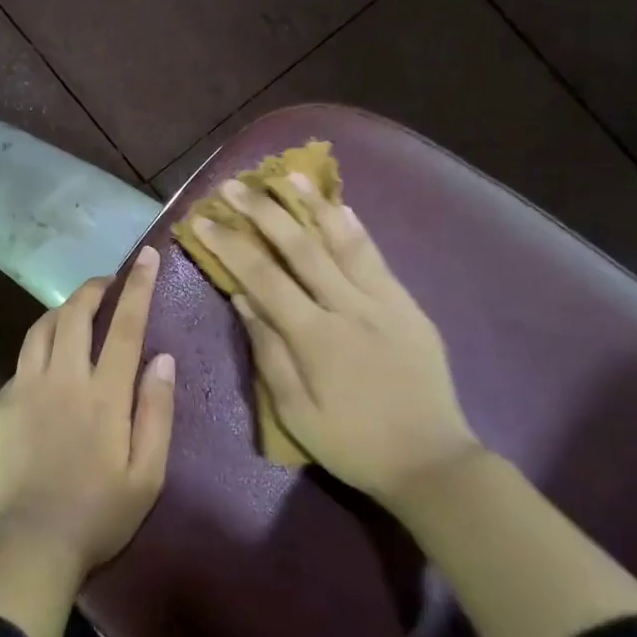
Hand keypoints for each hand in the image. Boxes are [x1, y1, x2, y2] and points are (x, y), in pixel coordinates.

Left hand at [0, 248, 176, 577]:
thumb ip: (156, 411)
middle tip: (108, 284)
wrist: (30, 543)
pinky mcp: (1, 403)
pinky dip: (40, 349)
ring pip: (41, 329)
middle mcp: (62, 378)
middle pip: (75, 314)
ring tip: (77, 313)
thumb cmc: (100, 514)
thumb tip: (162, 358)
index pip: (124, 325)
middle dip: (93, 289)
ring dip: (62, 311)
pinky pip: (22, 361)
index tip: (146, 256)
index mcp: (103, 394)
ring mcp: (25, 387)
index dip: (137, 287)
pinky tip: (48, 365)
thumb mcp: (148, 473)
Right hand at [195, 175, 480, 502]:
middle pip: (300, 247)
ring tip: (289, 174)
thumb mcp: (296, 412)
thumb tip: (243, 299)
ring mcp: (383, 302)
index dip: (230, 244)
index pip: (263, 277)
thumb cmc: (353, 443)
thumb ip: (268, 352)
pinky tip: (341, 207)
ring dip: (312, 205)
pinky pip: (377, 258)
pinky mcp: (408, 306)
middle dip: (263, 212)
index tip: (204, 218)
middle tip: (235, 185)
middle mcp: (348, 307)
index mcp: (315, 336)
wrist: (432, 461)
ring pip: (343, 242)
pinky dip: (355, 229)